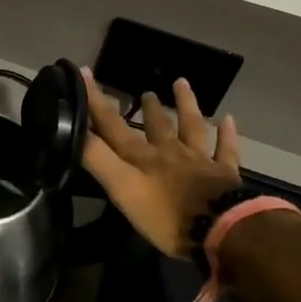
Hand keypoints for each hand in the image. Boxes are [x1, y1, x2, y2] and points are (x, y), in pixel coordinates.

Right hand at [81, 69, 241, 259]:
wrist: (222, 229)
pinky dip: (227, 134)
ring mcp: (200, 161)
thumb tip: (72, 129)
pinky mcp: (226, 175)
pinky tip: (229, 119)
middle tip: (144, 92)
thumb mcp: (123, 189)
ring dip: (185, 105)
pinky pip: (226, 149)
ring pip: (192, 127)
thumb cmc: (167, 215)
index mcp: (142, 157)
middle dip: (147, 109)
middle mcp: (170, 152)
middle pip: (156, 126)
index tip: (84, 72)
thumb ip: (98, 160)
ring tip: (181, 83)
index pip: (113, 126)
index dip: (97, 101)